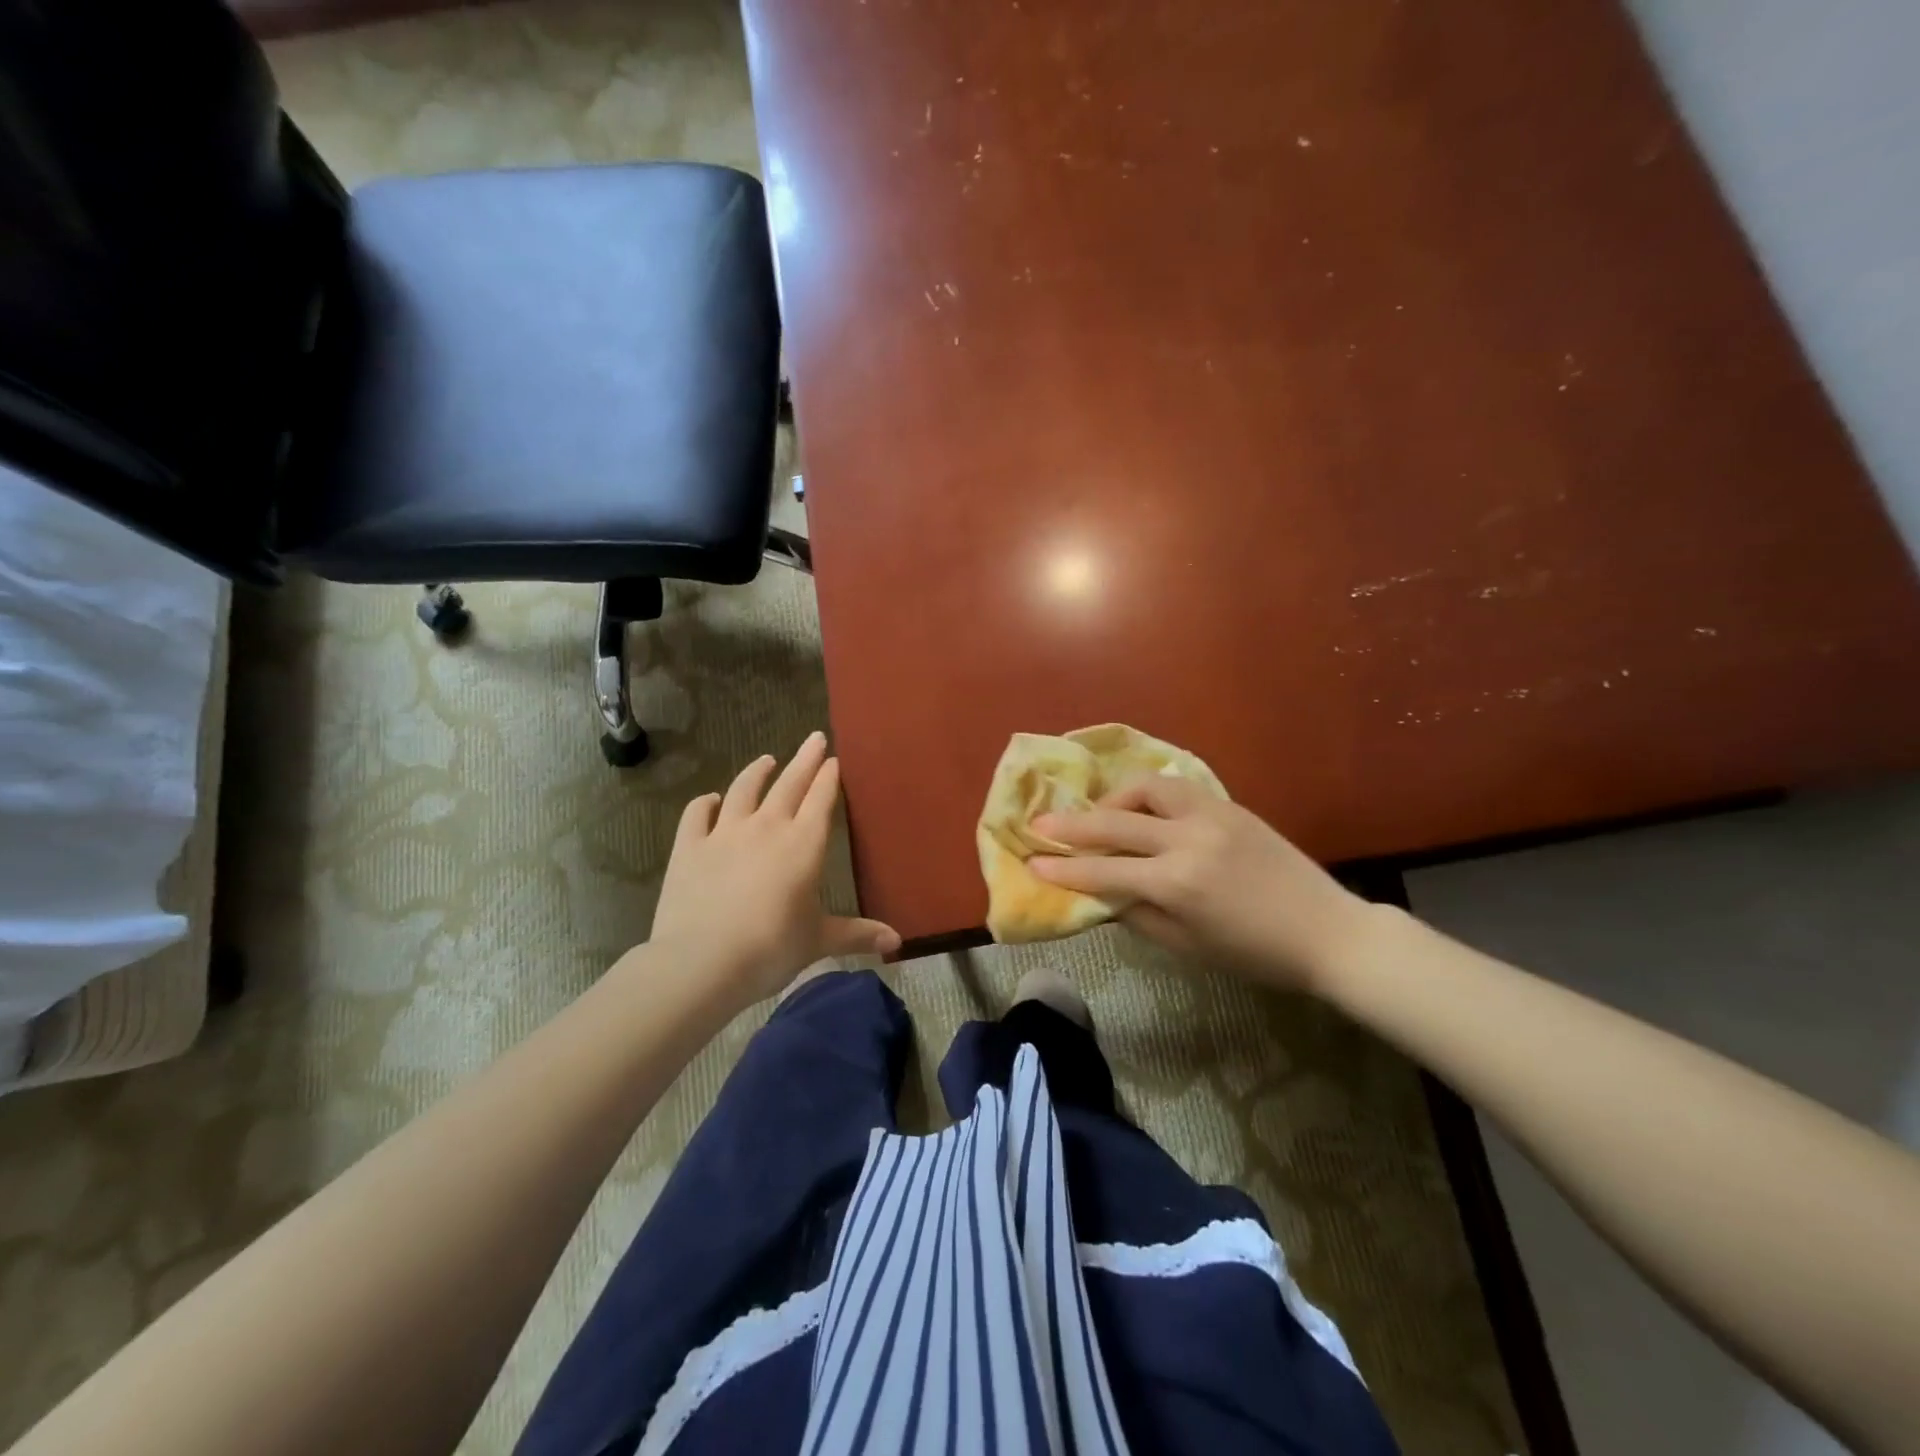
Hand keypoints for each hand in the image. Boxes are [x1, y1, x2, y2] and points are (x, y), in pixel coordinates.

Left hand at [649, 733, 899, 1007]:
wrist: (702, 961)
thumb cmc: (771, 949)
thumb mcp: (818, 941)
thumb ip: (857, 934)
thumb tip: (896, 941)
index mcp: (804, 844)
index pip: (821, 800)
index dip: (829, 778)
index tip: (835, 759)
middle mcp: (767, 827)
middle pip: (789, 784)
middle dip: (805, 759)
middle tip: (815, 738)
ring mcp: (724, 833)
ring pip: (743, 790)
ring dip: (757, 772)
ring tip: (767, 759)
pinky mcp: (689, 847)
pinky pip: (697, 814)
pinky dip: (705, 803)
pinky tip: (710, 800)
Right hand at [1028, 777, 1369, 990]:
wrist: (1326, 931)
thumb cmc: (1254, 953)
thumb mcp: (1186, 946)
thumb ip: (1137, 914)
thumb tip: (1100, 893)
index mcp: (1177, 883)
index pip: (1104, 871)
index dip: (1063, 868)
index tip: (1032, 861)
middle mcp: (1188, 839)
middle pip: (1114, 821)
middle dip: (1071, 824)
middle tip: (1040, 823)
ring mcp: (1210, 815)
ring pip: (1145, 788)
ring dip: (1114, 799)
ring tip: (1101, 816)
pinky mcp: (1228, 805)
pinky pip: (1175, 789)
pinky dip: (1148, 796)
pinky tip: (1142, 811)